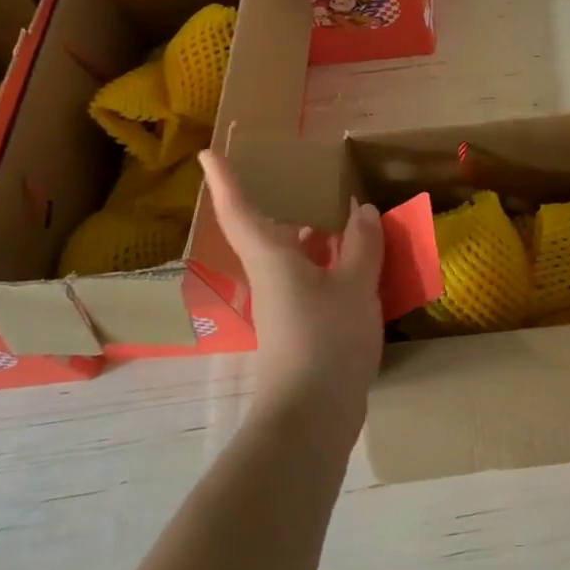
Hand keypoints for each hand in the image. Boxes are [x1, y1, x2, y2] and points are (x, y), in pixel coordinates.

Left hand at [198, 150, 384, 432]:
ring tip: (346, 210)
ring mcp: (285, 303)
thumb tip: (360, 211)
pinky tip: (360, 259)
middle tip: (306, 175)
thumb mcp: (355, 284)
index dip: (224, 180)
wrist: (311, 416)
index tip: (208, 153)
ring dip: (316, 232)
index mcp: (273, 258)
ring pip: (295, 255)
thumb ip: (361, 243)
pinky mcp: (302, 325)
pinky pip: (314, 277)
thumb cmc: (326, 340)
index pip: (241, 211)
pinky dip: (332, 261)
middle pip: (270, 230)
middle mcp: (272, 276)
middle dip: (283, 202)